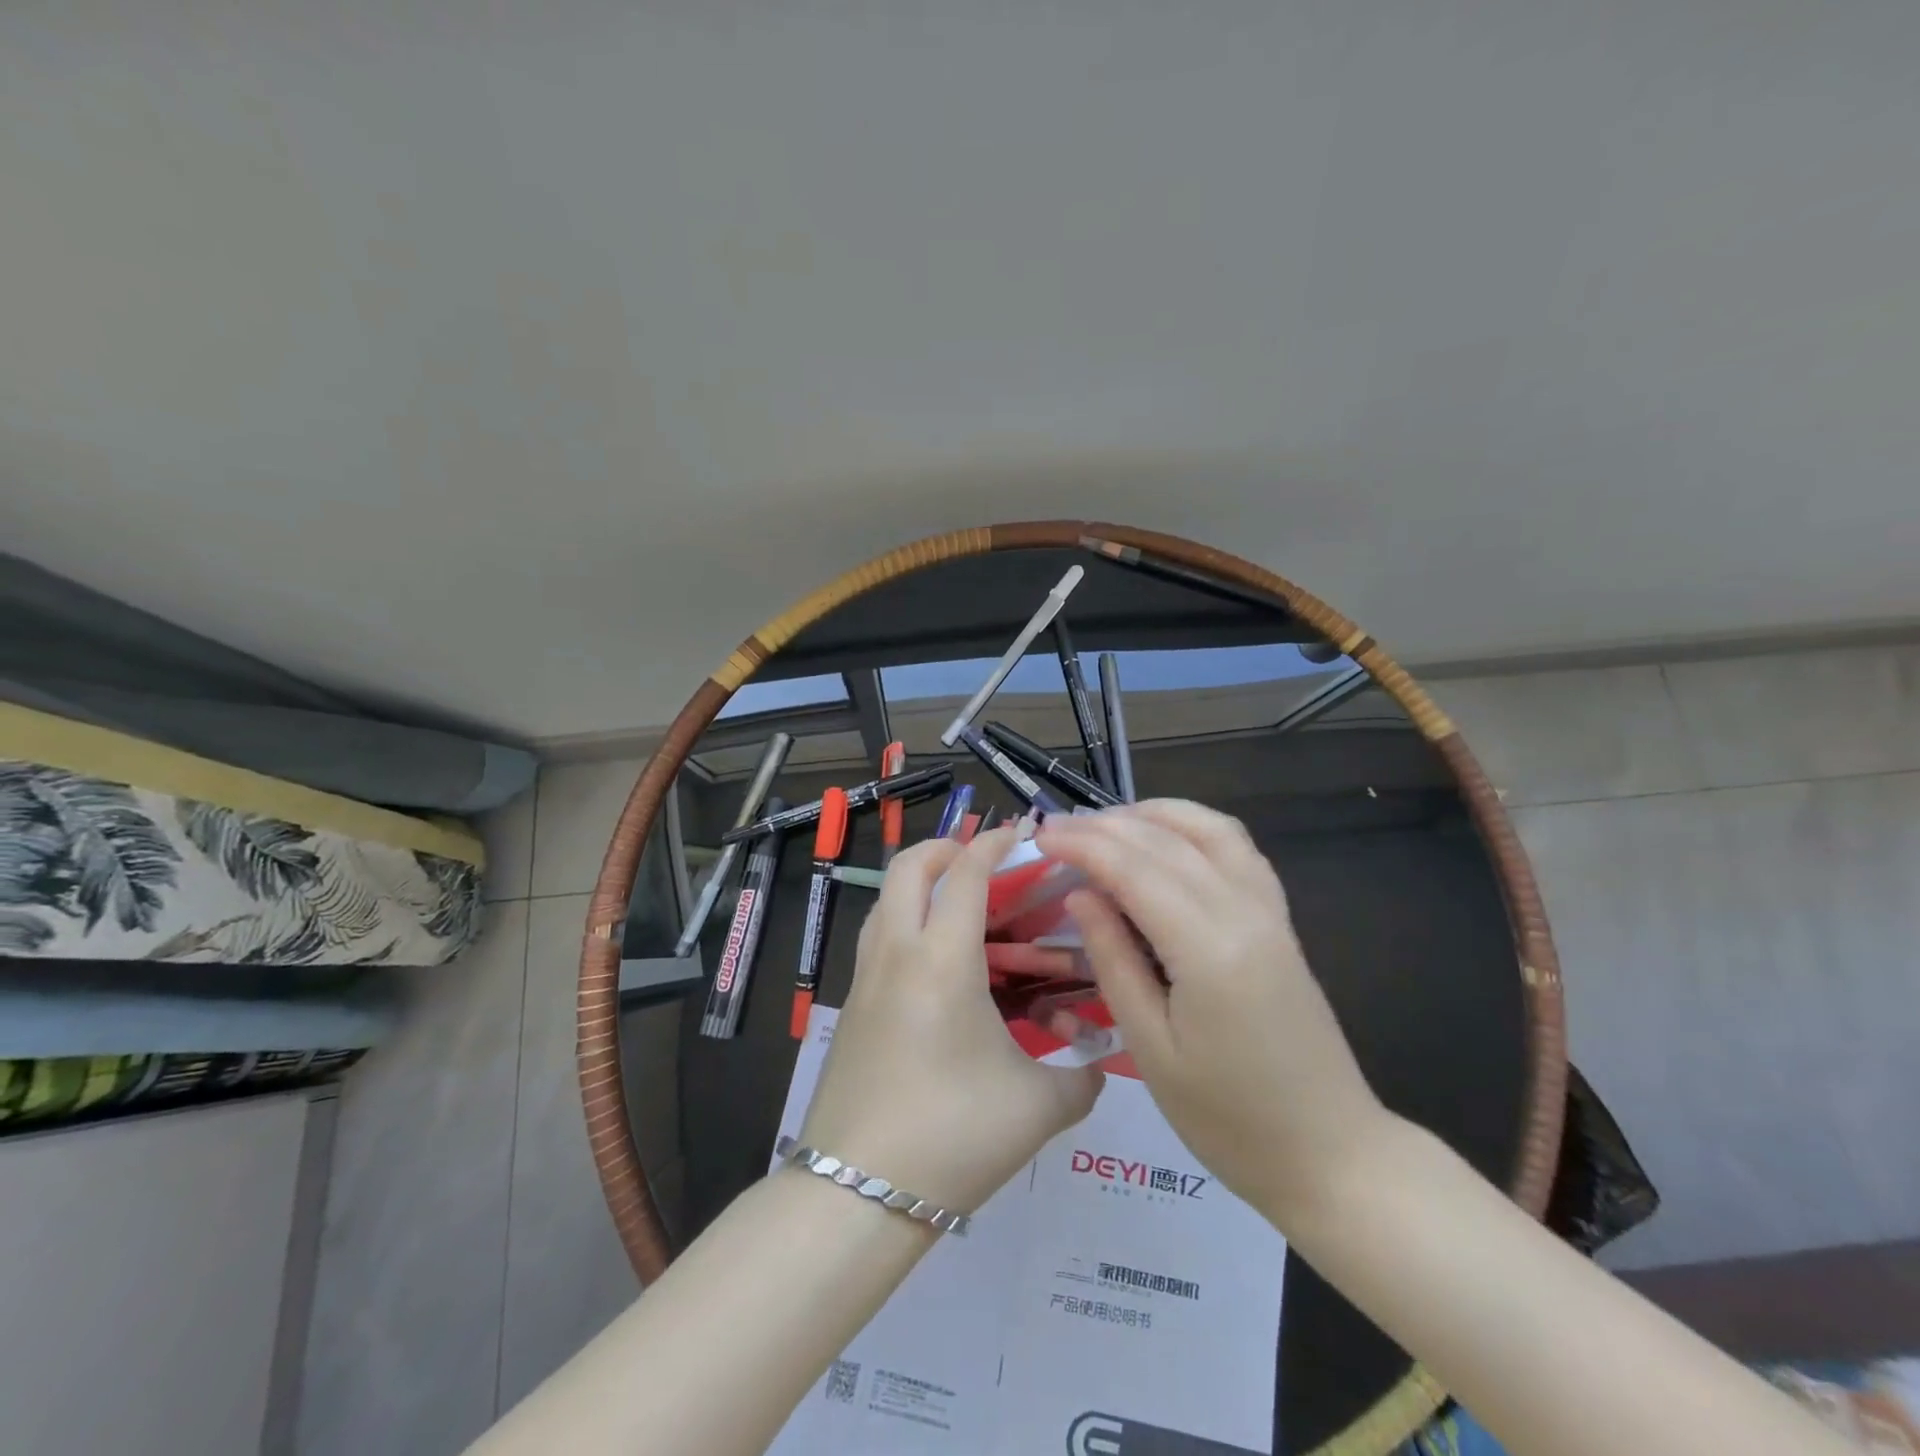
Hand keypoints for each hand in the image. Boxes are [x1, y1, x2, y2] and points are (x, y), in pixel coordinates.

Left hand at [796, 827, 1104, 1213]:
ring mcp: (865, 978)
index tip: (1021, 833)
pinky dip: (906, 923)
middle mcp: (897, 952)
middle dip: (946, 849)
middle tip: (985, 864)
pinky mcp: (851, 1007)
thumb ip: (1081, 1076)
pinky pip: (878, 938)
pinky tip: (939, 965)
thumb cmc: (953, 1135)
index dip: (993, 843)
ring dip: (921, 884)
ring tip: (963, 908)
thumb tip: (1097, 1060)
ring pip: (886, 900)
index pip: (966, 873)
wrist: (856, 1193)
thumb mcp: (1038, 1107)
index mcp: (943, 959)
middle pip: (908, 867)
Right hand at [1035, 801, 1387, 1225]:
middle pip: (1165, 841)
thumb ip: (1113, 960)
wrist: (1331, 1154)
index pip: (1133, 868)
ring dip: (1152, 814)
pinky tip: (1165, 839)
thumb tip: (1080, 894)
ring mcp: (1269, 911)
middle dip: (1104, 826)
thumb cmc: (1228, 1119)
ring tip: (1104, 824)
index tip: (1040, 835)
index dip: (1082, 844)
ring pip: (1208, 829)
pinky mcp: (1279, 920)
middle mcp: (1243, 912)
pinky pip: (1237, 849)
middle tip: (1056, 830)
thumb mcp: (1150, 1048)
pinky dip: (1194, 828)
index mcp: (1208, 949)